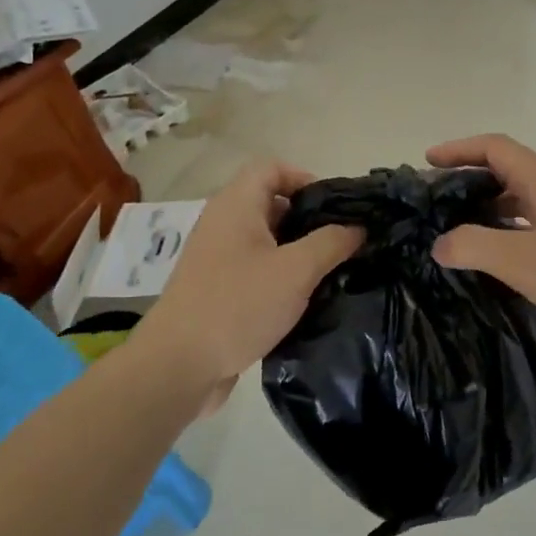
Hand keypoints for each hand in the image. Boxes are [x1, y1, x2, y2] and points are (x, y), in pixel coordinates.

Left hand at [136, 160, 362, 397]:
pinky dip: (281, 275)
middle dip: (309, 219)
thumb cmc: (238, 305)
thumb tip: (358, 227)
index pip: (271, 168)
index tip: (334, 206)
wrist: (177, 367)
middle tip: (342, 241)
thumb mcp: (296, 271)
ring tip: (331, 271)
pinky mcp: (217, 290)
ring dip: (298, 251)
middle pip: (271, 203)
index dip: (304, 177)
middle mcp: (223, 224)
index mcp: (236, 206)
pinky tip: (305, 299)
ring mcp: (217, 258)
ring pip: (266, 240)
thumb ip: (332, 243)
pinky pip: (256, 268)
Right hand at [426, 134, 535, 334]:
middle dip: (469, 177)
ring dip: (490, 204)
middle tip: (438, 200)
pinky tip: (502, 252)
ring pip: (523, 195)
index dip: (459, 149)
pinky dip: (510, 224)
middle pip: (507, 168)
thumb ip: (474, 247)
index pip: (494, 147)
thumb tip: (441, 243)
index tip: (428, 161)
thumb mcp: (521, 261)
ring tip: (460, 227)